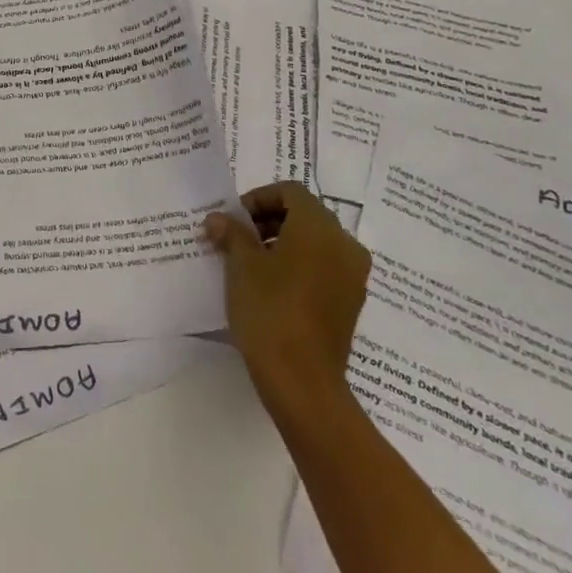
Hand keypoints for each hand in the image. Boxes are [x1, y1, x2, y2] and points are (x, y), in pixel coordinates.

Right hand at [204, 182, 369, 430]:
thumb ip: (231, 234)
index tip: (233, 220)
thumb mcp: (241, 266)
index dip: (258, 198)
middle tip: (236, 239)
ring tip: (249, 264)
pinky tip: (272, 287)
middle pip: (305, 214)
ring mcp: (352, 275)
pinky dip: (299, 265)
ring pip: (315, 242)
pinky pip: (324, 266)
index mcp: (319, 227)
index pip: (290, 192)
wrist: (302, 380)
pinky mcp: (351, 301)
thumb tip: (219, 219)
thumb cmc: (269, 310)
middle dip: (268, 220)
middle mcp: (344, 244)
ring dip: (282, 242)